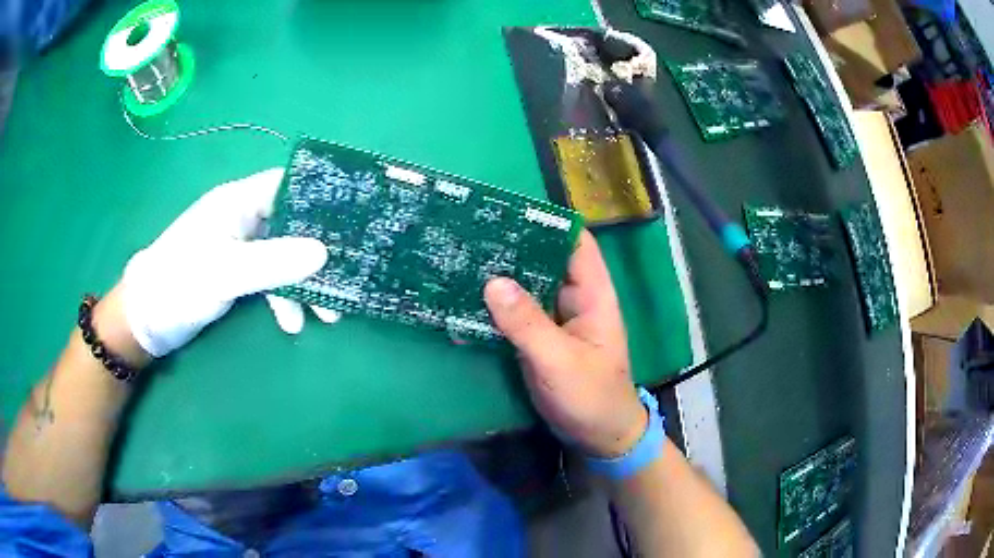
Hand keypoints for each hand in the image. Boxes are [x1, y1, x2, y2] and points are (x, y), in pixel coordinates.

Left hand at [121, 168, 337, 357]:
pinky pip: (271, 278)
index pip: (287, 184)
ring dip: (304, 282)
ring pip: (284, 255)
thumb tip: (325, 253)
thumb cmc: (179, 283)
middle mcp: (243, 218)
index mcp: (238, 201)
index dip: (319, 195)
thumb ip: (273, 262)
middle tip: (345, 277)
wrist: (147, 319)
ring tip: (325, 316)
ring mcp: (240, 247)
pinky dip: (284, 297)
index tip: (352, 217)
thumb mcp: (225, 272)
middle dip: (318, 252)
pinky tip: (291, 323)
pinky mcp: (237, 273)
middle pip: (292, 224)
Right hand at [483, 230, 647, 457]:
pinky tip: (465, 299)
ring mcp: (553, 319)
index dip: (547, 222)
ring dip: (499, 276)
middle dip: (512, 247)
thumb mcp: (559, 361)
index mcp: (593, 294)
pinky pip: (514, 313)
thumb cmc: (591, 396)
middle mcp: (573, 298)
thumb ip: (527, 323)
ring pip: (525, 286)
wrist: (597, 436)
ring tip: (461, 259)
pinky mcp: (537, 338)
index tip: (508, 211)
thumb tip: (492, 281)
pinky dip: (494, 306)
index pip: (575, 243)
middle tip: (471, 233)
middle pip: (543, 260)